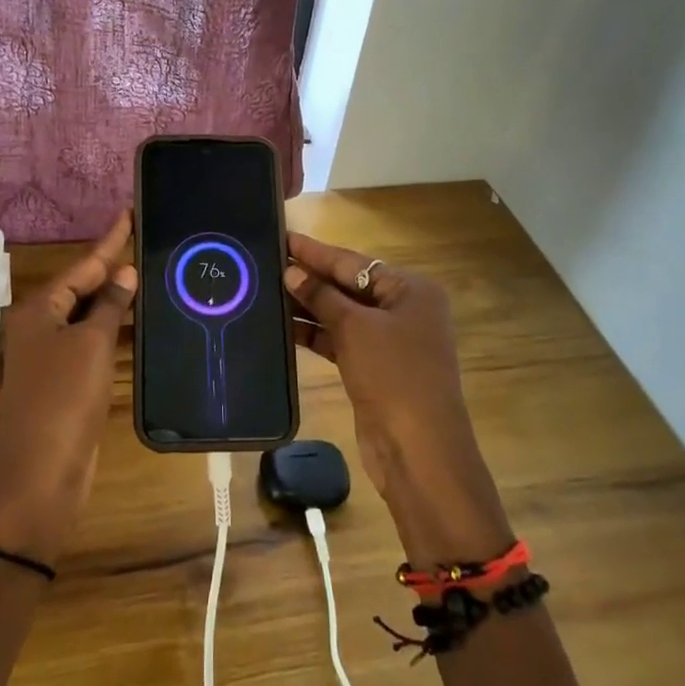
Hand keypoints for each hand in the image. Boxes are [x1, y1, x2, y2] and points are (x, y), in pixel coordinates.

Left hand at [0, 211, 136, 566]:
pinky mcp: (64, 382)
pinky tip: (136, 321)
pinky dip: (112, 330)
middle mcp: (40, 326)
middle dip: (112, 267)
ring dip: (114, 299)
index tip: (129, 212)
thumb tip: (125, 273)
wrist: (40, 477)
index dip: (110, 240)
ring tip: (148, 274)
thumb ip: (109, 306)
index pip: (83, 264)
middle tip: (145, 241)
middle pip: (82, 287)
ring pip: (87, 316)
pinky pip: (91, 342)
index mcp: (38, 310)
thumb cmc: (62, 401)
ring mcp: (51, 356)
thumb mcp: (90, 346)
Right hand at [285, 232, 512, 564]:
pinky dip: (316, 332)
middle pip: (349, 286)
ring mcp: (391, 341)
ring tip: (267, 290)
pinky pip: (341, 339)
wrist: (418, 449)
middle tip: (268, 262)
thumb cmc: (393, 374)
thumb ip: (321, 296)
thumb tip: (292, 272)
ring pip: (343, 314)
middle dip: (311, 277)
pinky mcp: (375, 368)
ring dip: (309, 306)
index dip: (316, 251)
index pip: (354, 262)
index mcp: (411, 290)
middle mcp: (404, 310)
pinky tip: (284, 325)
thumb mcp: (354, 328)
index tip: (282, 236)